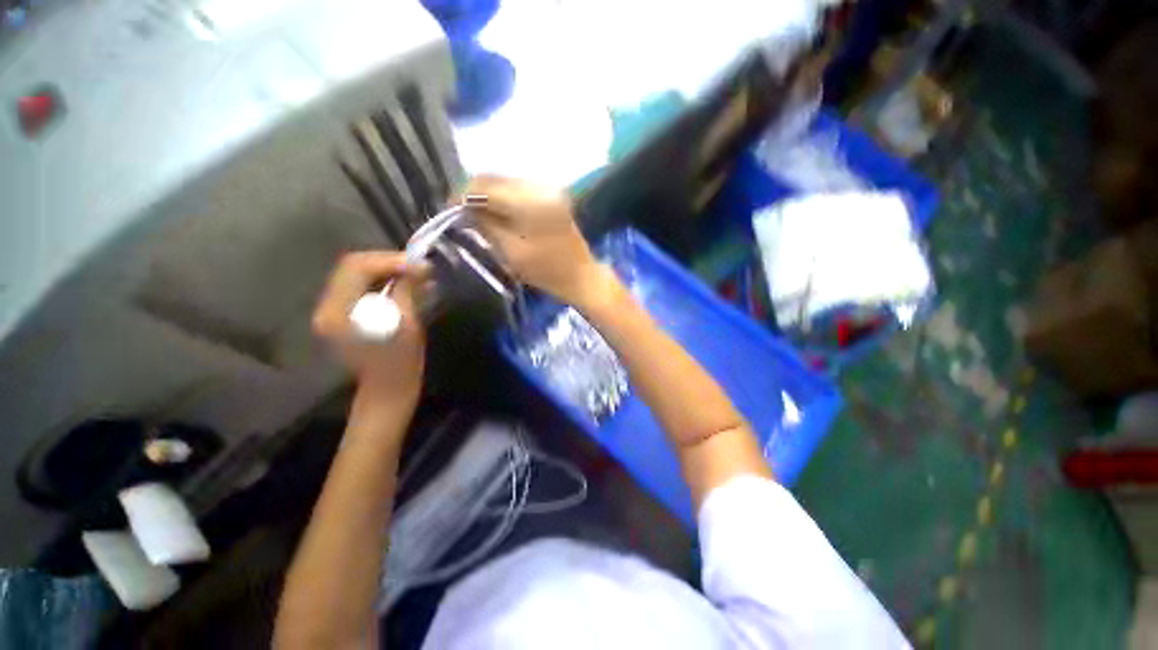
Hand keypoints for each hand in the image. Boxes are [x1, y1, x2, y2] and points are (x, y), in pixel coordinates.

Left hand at [312, 252, 426, 420]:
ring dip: (388, 271)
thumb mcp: (408, 325)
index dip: (390, 261)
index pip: (356, 268)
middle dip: (390, 263)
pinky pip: (362, 287)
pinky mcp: (344, 314)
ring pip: (358, 275)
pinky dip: (384, 282)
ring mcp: (333, 310)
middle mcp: (327, 306)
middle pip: (354, 268)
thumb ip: (408, 291)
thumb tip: (420, 267)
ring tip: (417, 275)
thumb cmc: (401, 363)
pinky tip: (406, 284)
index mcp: (339, 312)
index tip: (421, 265)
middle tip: (420, 267)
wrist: (388, 389)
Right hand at [466, 176, 611, 305]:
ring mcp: (549, 189)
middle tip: (460, 212)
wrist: (581, 277)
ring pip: (506, 182)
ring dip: (488, 194)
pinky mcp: (553, 196)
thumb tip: (463, 209)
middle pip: (495, 178)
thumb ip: (485, 225)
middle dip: (473, 193)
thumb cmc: (547, 272)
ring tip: (476, 213)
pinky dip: (504, 198)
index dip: (462, 196)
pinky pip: (520, 189)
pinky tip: (498, 212)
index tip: (449, 211)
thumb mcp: (511, 252)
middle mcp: (540, 186)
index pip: (485, 186)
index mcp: (530, 201)